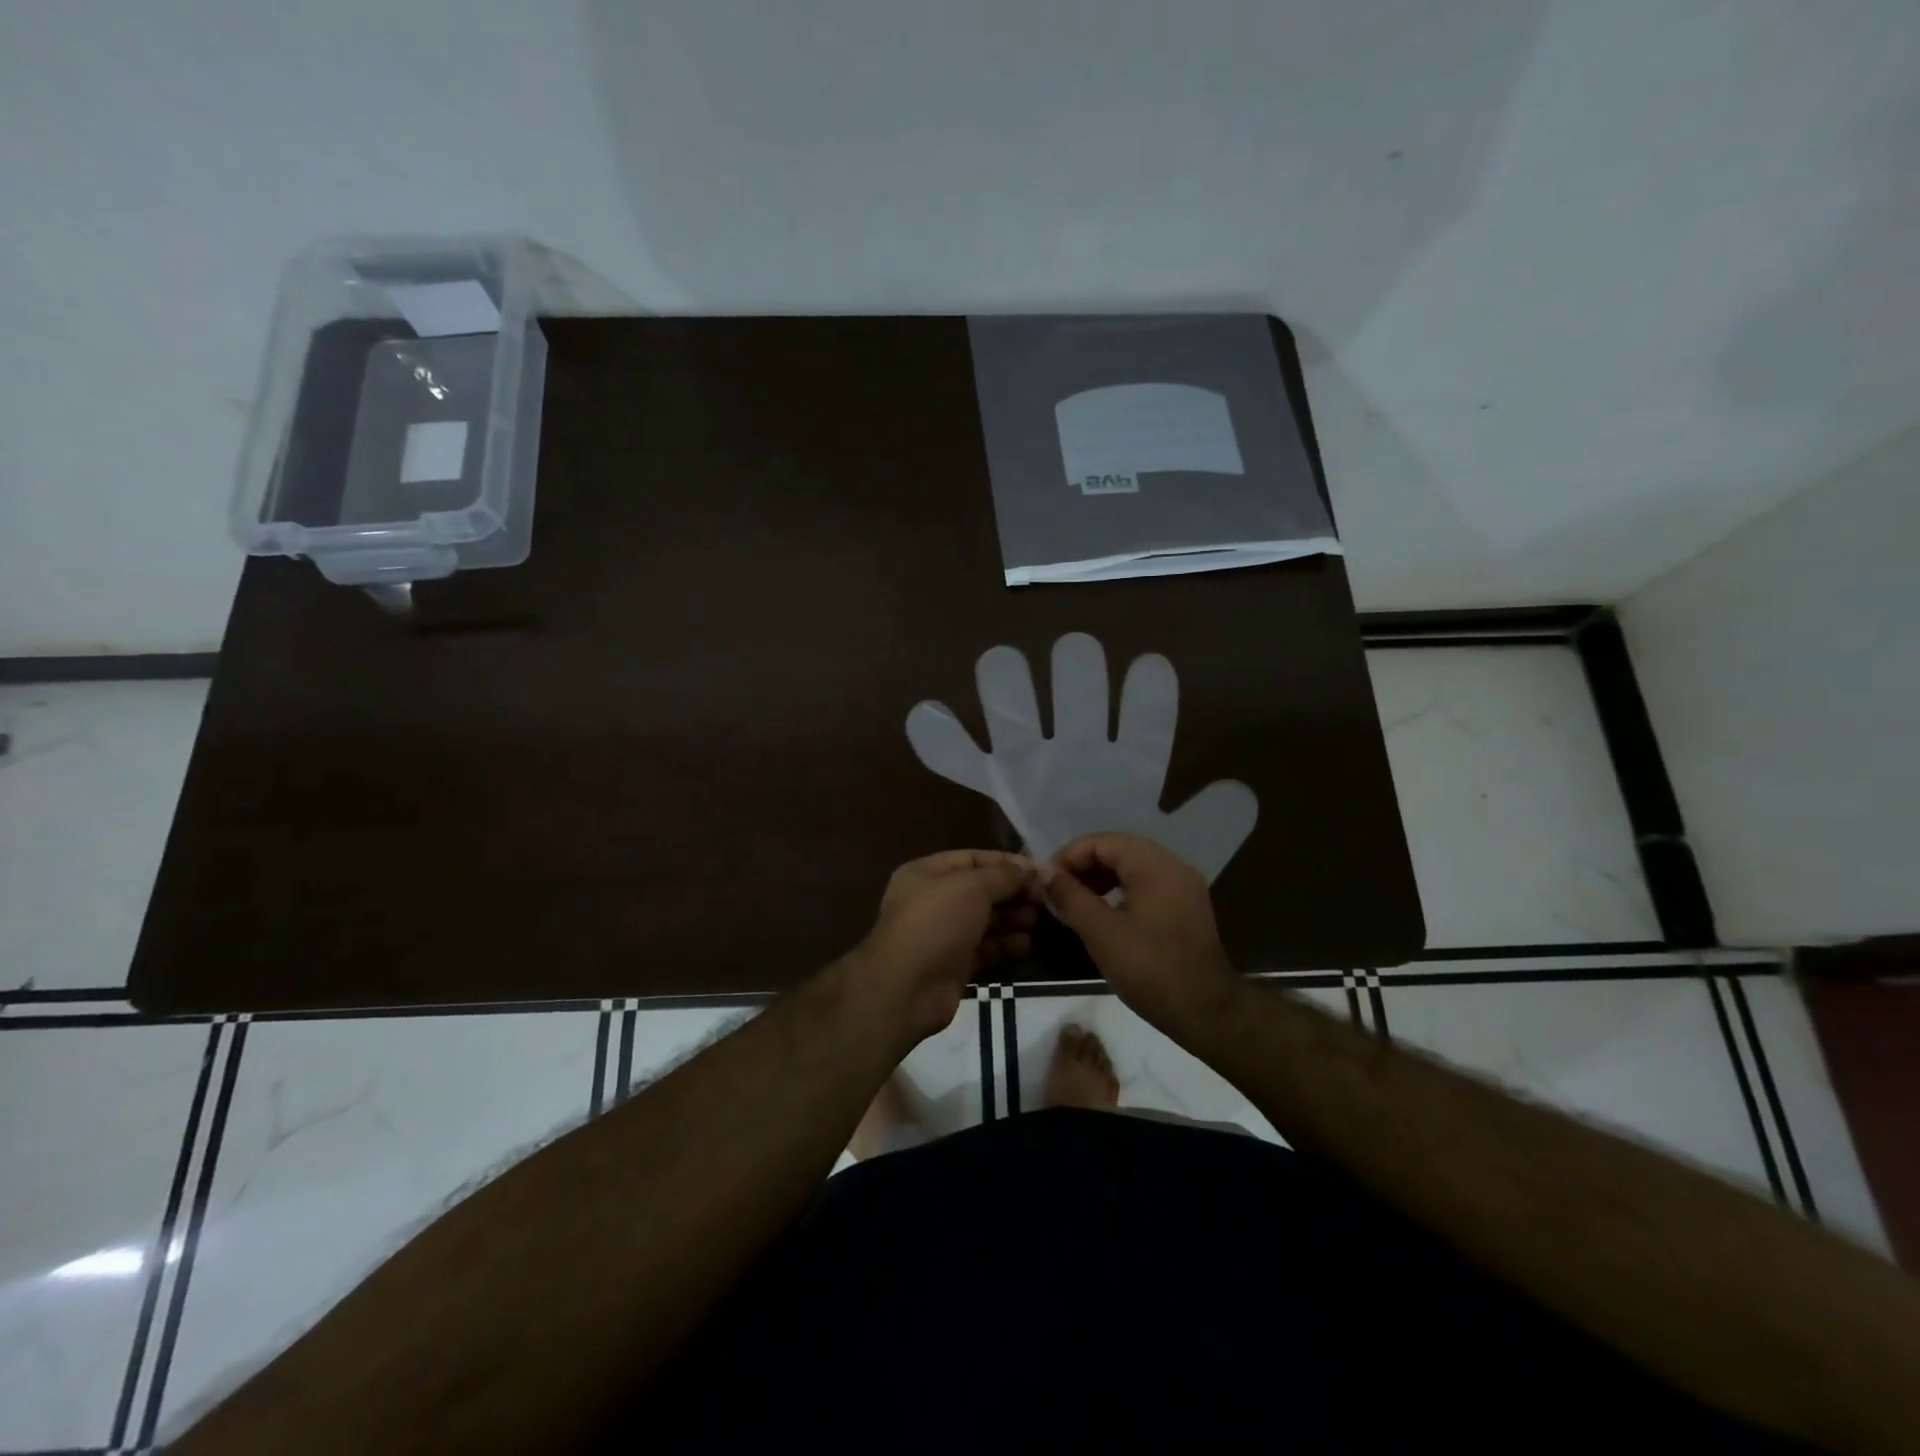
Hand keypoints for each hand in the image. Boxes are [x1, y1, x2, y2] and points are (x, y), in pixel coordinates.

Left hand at [854, 850, 1038, 1043]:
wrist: (907, 987)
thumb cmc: (937, 922)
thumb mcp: (972, 887)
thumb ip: (1004, 875)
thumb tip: (1031, 868)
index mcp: (927, 873)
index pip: (972, 859)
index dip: (1005, 863)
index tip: (1038, 871)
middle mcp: (933, 900)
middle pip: (981, 890)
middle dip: (1012, 893)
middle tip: (1045, 898)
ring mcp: (943, 934)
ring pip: (984, 920)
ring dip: (1012, 919)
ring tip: (1040, 920)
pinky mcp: (953, 964)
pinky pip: (985, 948)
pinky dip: (1005, 945)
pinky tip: (1027, 944)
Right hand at [1041, 832, 1241, 1037]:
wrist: (1207, 1013)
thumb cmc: (1151, 970)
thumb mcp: (1101, 933)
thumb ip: (1070, 896)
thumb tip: (1043, 872)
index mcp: (1155, 865)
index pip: (1102, 842)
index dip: (1069, 856)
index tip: (1045, 880)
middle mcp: (1172, 866)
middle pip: (1118, 849)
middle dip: (1083, 865)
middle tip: (1055, 890)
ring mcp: (1182, 886)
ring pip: (1131, 866)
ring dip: (1099, 877)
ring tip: (1073, 901)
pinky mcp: (1185, 906)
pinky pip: (1145, 884)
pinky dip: (1119, 890)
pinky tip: (1101, 913)